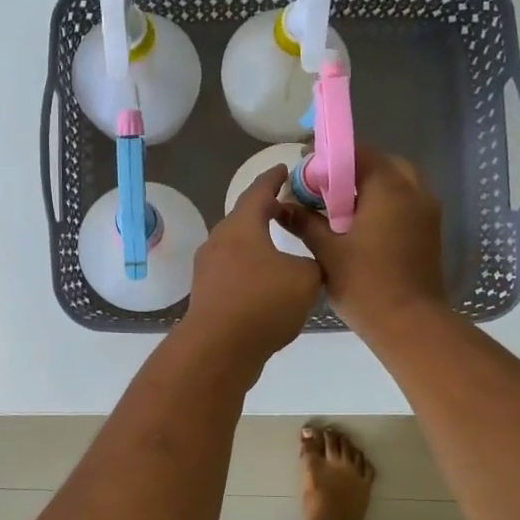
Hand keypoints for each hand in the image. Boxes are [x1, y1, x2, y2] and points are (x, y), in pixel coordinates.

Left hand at [181, 168, 322, 366]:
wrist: (219, 349)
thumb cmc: (263, 303)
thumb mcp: (306, 278)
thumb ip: (313, 262)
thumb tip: (308, 264)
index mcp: (241, 226)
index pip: (258, 191)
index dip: (274, 179)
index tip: (285, 169)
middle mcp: (219, 241)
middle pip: (243, 218)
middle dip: (264, 211)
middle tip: (286, 208)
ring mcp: (207, 268)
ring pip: (236, 246)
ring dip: (256, 243)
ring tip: (278, 246)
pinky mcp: (206, 293)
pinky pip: (231, 270)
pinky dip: (249, 268)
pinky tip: (264, 282)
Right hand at [283, 148, 446, 337]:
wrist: (410, 324)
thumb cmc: (365, 284)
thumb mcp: (327, 251)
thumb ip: (304, 222)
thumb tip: (281, 205)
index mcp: (388, 188)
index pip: (358, 152)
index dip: (330, 155)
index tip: (307, 168)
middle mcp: (413, 191)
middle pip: (380, 163)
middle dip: (351, 170)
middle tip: (323, 189)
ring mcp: (426, 211)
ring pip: (396, 182)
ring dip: (369, 187)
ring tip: (339, 209)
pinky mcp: (429, 231)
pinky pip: (405, 202)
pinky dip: (383, 203)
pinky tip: (358, 226)